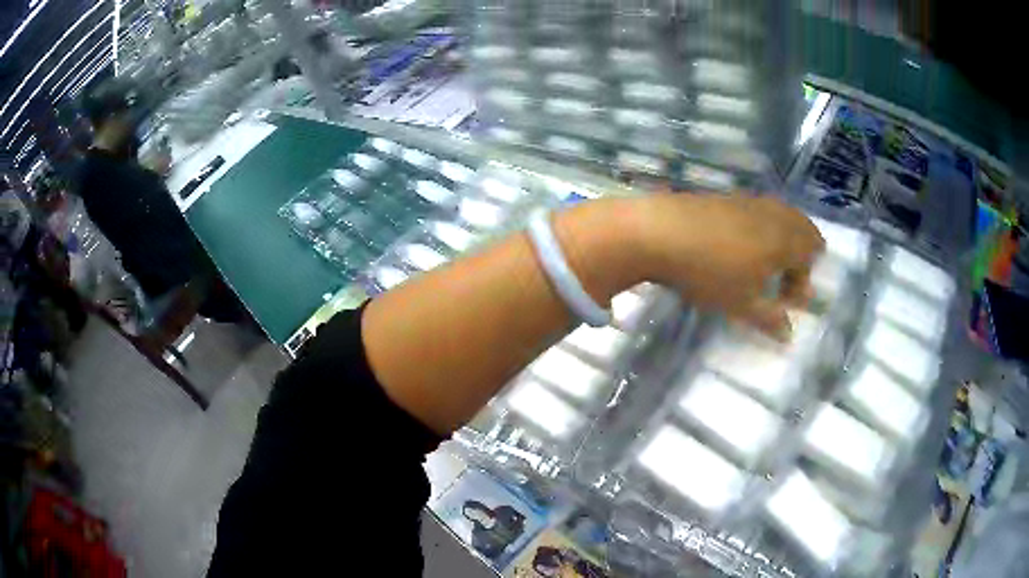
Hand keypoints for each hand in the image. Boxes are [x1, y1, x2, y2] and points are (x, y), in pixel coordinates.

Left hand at [636, 193, 823, 338]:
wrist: (661, 232)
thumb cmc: (708, 272)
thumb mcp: (741, 304)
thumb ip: (769, 318)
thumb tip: (788, 334)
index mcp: (784, 240)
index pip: (810, 255)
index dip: (803, 281)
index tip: (788, 302)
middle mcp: (772, 215)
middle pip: (802, 227)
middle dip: (804, 251)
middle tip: (795, 272)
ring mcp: (748, 201)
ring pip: (781, 214)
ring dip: (785, 236)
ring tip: (772, 258)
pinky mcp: (726, 196)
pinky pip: (758, 209)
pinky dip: (764, 224)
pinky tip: (745, 240)